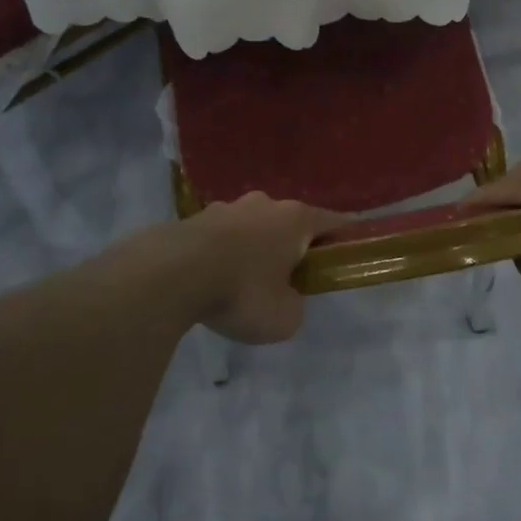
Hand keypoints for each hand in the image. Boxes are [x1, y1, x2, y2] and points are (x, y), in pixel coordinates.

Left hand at [177, 193, 345, 343]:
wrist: (173, 273)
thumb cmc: (242, 292)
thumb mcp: (285, 317)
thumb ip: (295, 305)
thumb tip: (286, 297)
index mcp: (296, 219)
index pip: (333, 222)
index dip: (344, 238)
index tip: (346, 254)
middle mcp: (266, 203)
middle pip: (290, 223)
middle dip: (293, 246)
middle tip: (289, 279)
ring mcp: (229, 206)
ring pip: (254, 226)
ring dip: (256, 248)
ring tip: (244, 282)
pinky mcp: (197, 217)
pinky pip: (223, 235)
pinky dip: (225, 252)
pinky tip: (214, 278)